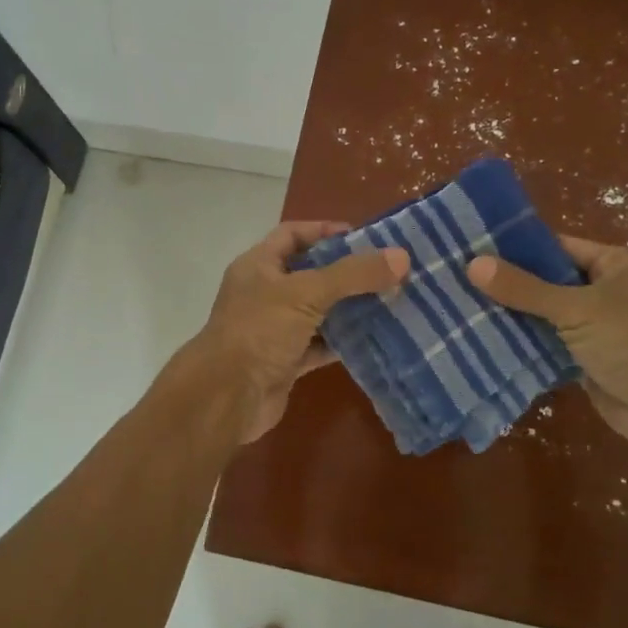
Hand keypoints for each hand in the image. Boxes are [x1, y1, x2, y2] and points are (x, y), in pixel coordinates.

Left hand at [191, 221, 408, 443]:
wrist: (226, 397)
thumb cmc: (259, 330)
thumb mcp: (306, 293)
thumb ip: (353, 274)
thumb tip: (401, 257)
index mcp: (259, 265)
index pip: (293, 234)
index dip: (325, 231)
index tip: (364, 237)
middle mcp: (265, 293)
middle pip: (311, 273)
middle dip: (347, 272)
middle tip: (388, 270)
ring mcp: (275, 329)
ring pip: (319, 311)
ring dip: (350, 308)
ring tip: (391, 300)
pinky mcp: (287, 362)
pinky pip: (321, 345)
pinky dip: (345, 342)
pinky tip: (376, 338)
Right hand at [466, 237, 627, 452]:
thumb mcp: (575, 308)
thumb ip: (524, 288)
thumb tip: (473, 264)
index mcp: (618, 265)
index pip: (560, 247)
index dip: (520, 248)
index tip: (477, 249)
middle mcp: (611, 291)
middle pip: (551, 281)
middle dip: (513, 284)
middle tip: (463, 279)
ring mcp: (600, 328)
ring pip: (548, 315)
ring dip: (516, 316)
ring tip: (466, 306)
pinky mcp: (589, 360)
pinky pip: (551, 345)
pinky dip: (526, 344)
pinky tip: (487, 339)